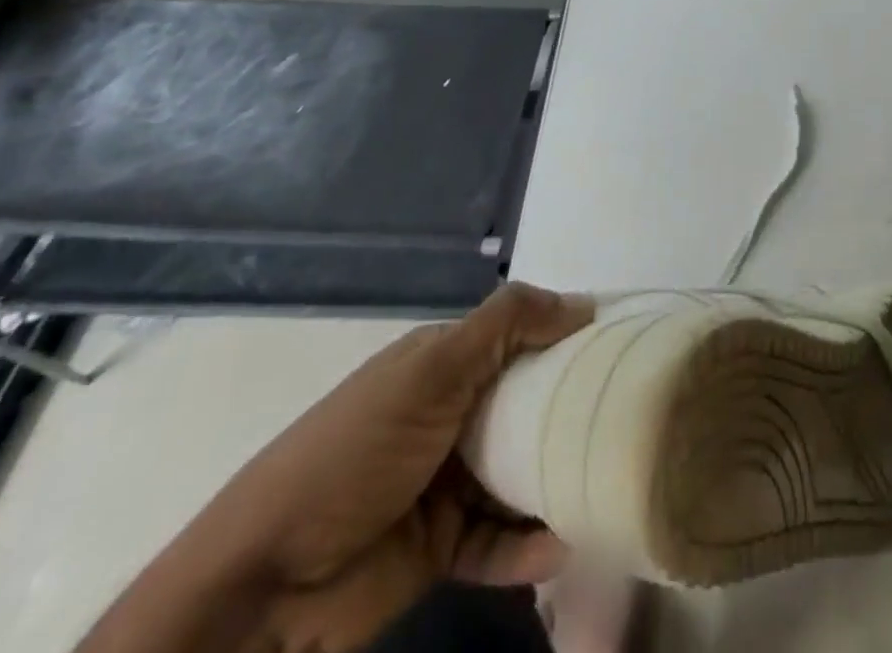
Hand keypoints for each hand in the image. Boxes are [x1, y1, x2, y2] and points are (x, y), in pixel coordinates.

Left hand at [79, 284, 591, 652]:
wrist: (260, 589)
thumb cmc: (355, 453)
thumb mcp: (431, 371)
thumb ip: (506, 325)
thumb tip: (583, 302)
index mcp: (447, 363)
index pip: (524, 337)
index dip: (572, 338)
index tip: (627, 348)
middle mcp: (453, 413)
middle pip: (530, 405)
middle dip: (573, 413)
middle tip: (632, 420)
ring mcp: (447, 482)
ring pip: (522, 474)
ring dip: (558, 483)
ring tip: (608, 487)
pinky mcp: (442, 546)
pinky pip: (499, 540)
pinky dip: (528, 546)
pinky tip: (562, 546)